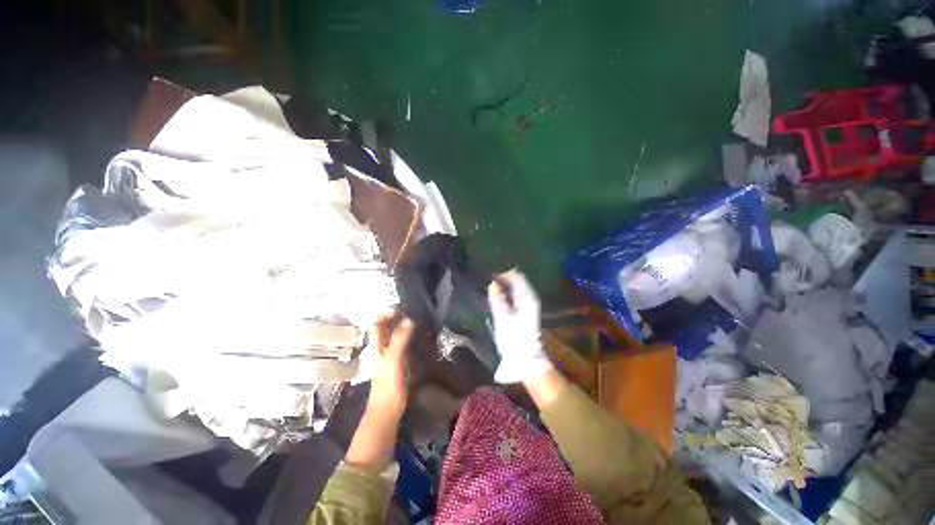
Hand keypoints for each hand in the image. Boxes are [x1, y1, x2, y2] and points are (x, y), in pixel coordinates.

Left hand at [345, 314, 413, 470]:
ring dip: (404, 329)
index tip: (400, 307)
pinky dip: (410, 340)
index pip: (378, 325)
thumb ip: (400, 339)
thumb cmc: (388, 384)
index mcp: (378, 346)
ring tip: (418, 321)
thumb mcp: (394, 359)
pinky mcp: (399, 365)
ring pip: (395, 338)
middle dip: (396, 319)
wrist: (388, 409)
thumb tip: (409, 319)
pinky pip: (404, 347)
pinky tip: (420, 339)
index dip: (386, 315)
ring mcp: (390, 358)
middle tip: (413, 312)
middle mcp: (383, 349)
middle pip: (387, 330)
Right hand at [488, 270, 552, 383]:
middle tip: (489, 284)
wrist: (525, 357)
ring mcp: (529, 303)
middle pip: (517, 280)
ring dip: (505, 286)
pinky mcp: (527, 310)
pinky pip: (517, 294)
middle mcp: (530, 297)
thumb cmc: (513, 338)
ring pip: (517, 287)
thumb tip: (492, 284)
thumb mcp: (502, 318)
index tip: (489, 278)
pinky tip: (499, 298)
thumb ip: (497, 299)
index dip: (502, 274)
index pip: (516, 276)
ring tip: (491, 290)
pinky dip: (508, 293)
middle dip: (503, 279)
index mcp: (526, 297)